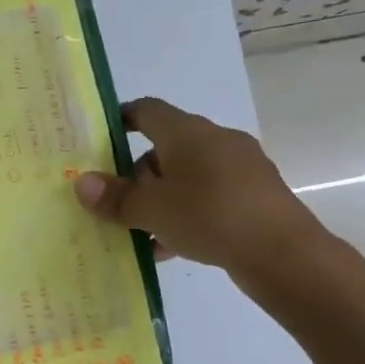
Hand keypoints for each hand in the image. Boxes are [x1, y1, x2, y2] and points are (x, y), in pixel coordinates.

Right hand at [74, 97, 328, 286]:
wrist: (283, 253)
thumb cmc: (209, 216)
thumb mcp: (152, 210)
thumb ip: (115, 198)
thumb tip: (81, 183)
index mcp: (188, 132)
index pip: (148, 110)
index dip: (122, 119)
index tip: (100, 139)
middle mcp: (216, 140)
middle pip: (167, 146)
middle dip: (140, 173)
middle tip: (119, 201)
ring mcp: (241, 167)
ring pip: (189, 176)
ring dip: (163, 198)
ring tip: (142, 231)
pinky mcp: (256, 195)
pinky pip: (210, 196)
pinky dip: (188, 213)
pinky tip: (173, 247)